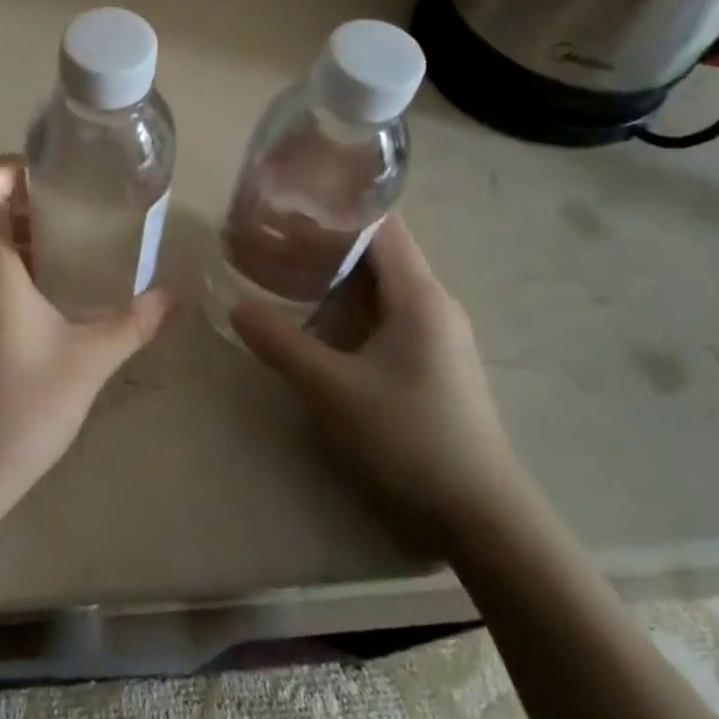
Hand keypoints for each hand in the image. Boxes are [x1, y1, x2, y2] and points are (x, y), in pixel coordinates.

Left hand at [0, 156, 173, 552]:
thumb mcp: (87, 363)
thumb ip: (132, 323)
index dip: (9, 167)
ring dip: (10, 232)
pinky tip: (41, 295)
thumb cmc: (16, 410)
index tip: (53, 172)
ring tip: (64, 245)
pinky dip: (1, 264)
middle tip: (70, 207)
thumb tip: (173, 296)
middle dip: (18, 197)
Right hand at [232, 216, 520, 554]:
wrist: (480, 515)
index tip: (286, 203)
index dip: (334, 209)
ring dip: (333, 273)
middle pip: (376, 250)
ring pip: (379, 283)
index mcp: (419, 296)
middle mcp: (432, 302)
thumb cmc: (410, 439)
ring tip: (282, 269)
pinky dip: (347, 302)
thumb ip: (282, 345)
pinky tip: (315, 318)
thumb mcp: (335, 391)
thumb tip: (237, 307)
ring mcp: (435, 332)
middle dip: (322, 240)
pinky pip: (384, 311)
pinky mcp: (431, 358)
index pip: (380, 225)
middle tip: (268, 236)